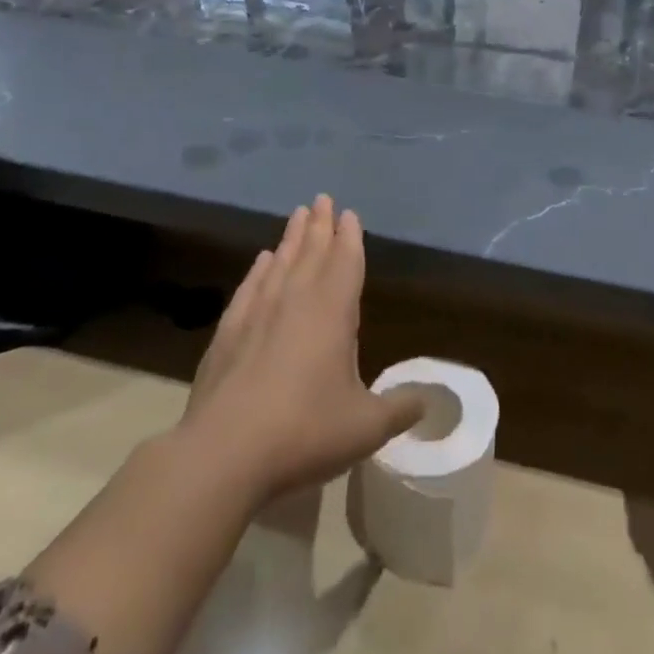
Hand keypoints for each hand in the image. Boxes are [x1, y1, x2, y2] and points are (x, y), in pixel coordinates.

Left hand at [178, 194, 422, 502]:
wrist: (223, 454)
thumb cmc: (305, 431)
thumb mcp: (366, 427)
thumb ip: (400, 409)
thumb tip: (429, 401)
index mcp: (334, 311)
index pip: (346, 261)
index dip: (350, 237)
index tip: (349, 213)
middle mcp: (296, 300)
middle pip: (312, 251)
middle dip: (320, 225)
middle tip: (322, 199)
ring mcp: (258, 313)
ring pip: (281, 263)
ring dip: (291, 238)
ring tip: (297, 215)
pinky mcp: (227, 333)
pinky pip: (249, 288)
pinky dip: (258, 270)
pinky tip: (261, 261)